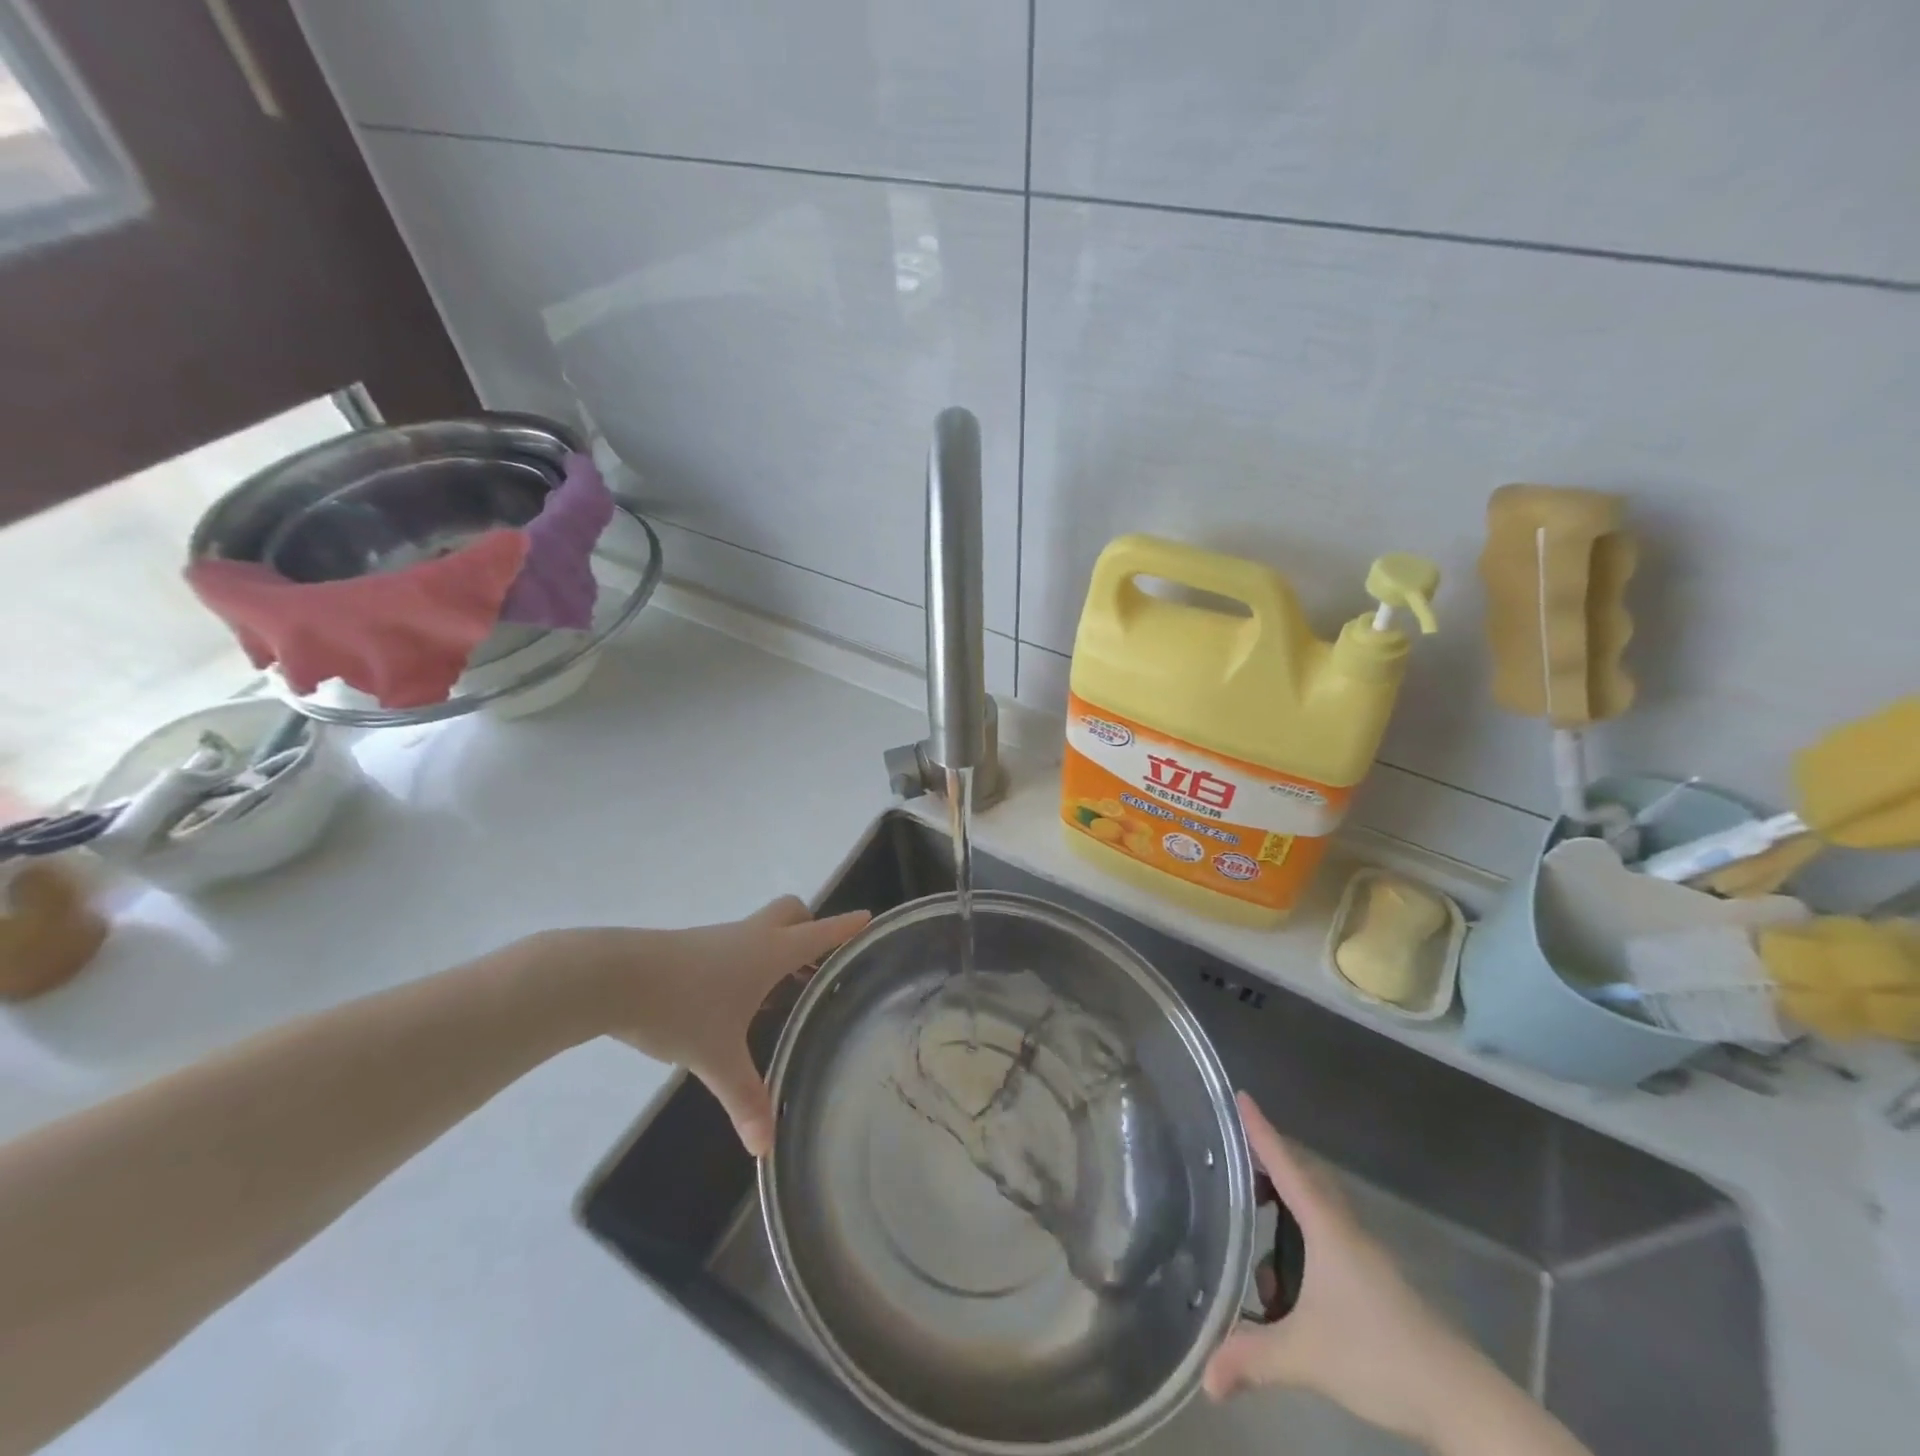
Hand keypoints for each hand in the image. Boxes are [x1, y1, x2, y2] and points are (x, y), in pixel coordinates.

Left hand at [530, 898, 868, 1155]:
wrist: (611, 977)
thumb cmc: (679, 1007)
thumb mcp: (716, 1057)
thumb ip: (745, 1099)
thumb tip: (765, 1147)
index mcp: (768, 953)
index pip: (819, 933)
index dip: (845, 926)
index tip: (868, 918)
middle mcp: (748, 937)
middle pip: (791, 913)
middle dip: (809, 927)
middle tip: (817, 962)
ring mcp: (717, 939)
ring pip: (760, 929)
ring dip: (777, 947)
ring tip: (781, 990)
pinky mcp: (690, 948)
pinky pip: (734, 944)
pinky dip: (747, 960)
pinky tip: (734, 999)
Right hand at [1203, 1094, 1479, 1445]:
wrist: (1461, 1400)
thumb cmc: (1380, 1357)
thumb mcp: (1306, 1357)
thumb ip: (1252, 1359)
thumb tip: (1205, 1380)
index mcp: (1326, 1227)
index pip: (1286, 1164)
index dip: (1261, 1130)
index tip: (1240, 1097)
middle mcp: (1345, 1228)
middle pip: (1304, 1174)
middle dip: (1270, 1159)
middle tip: (1235, 1158)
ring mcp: (1364, 1252)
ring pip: (1319, 1203)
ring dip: (1287, 1197)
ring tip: (1255, 1215)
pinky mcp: (1375, 1277)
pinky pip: (1329, 1230)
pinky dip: (1303, 1230)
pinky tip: (1290, 1269)